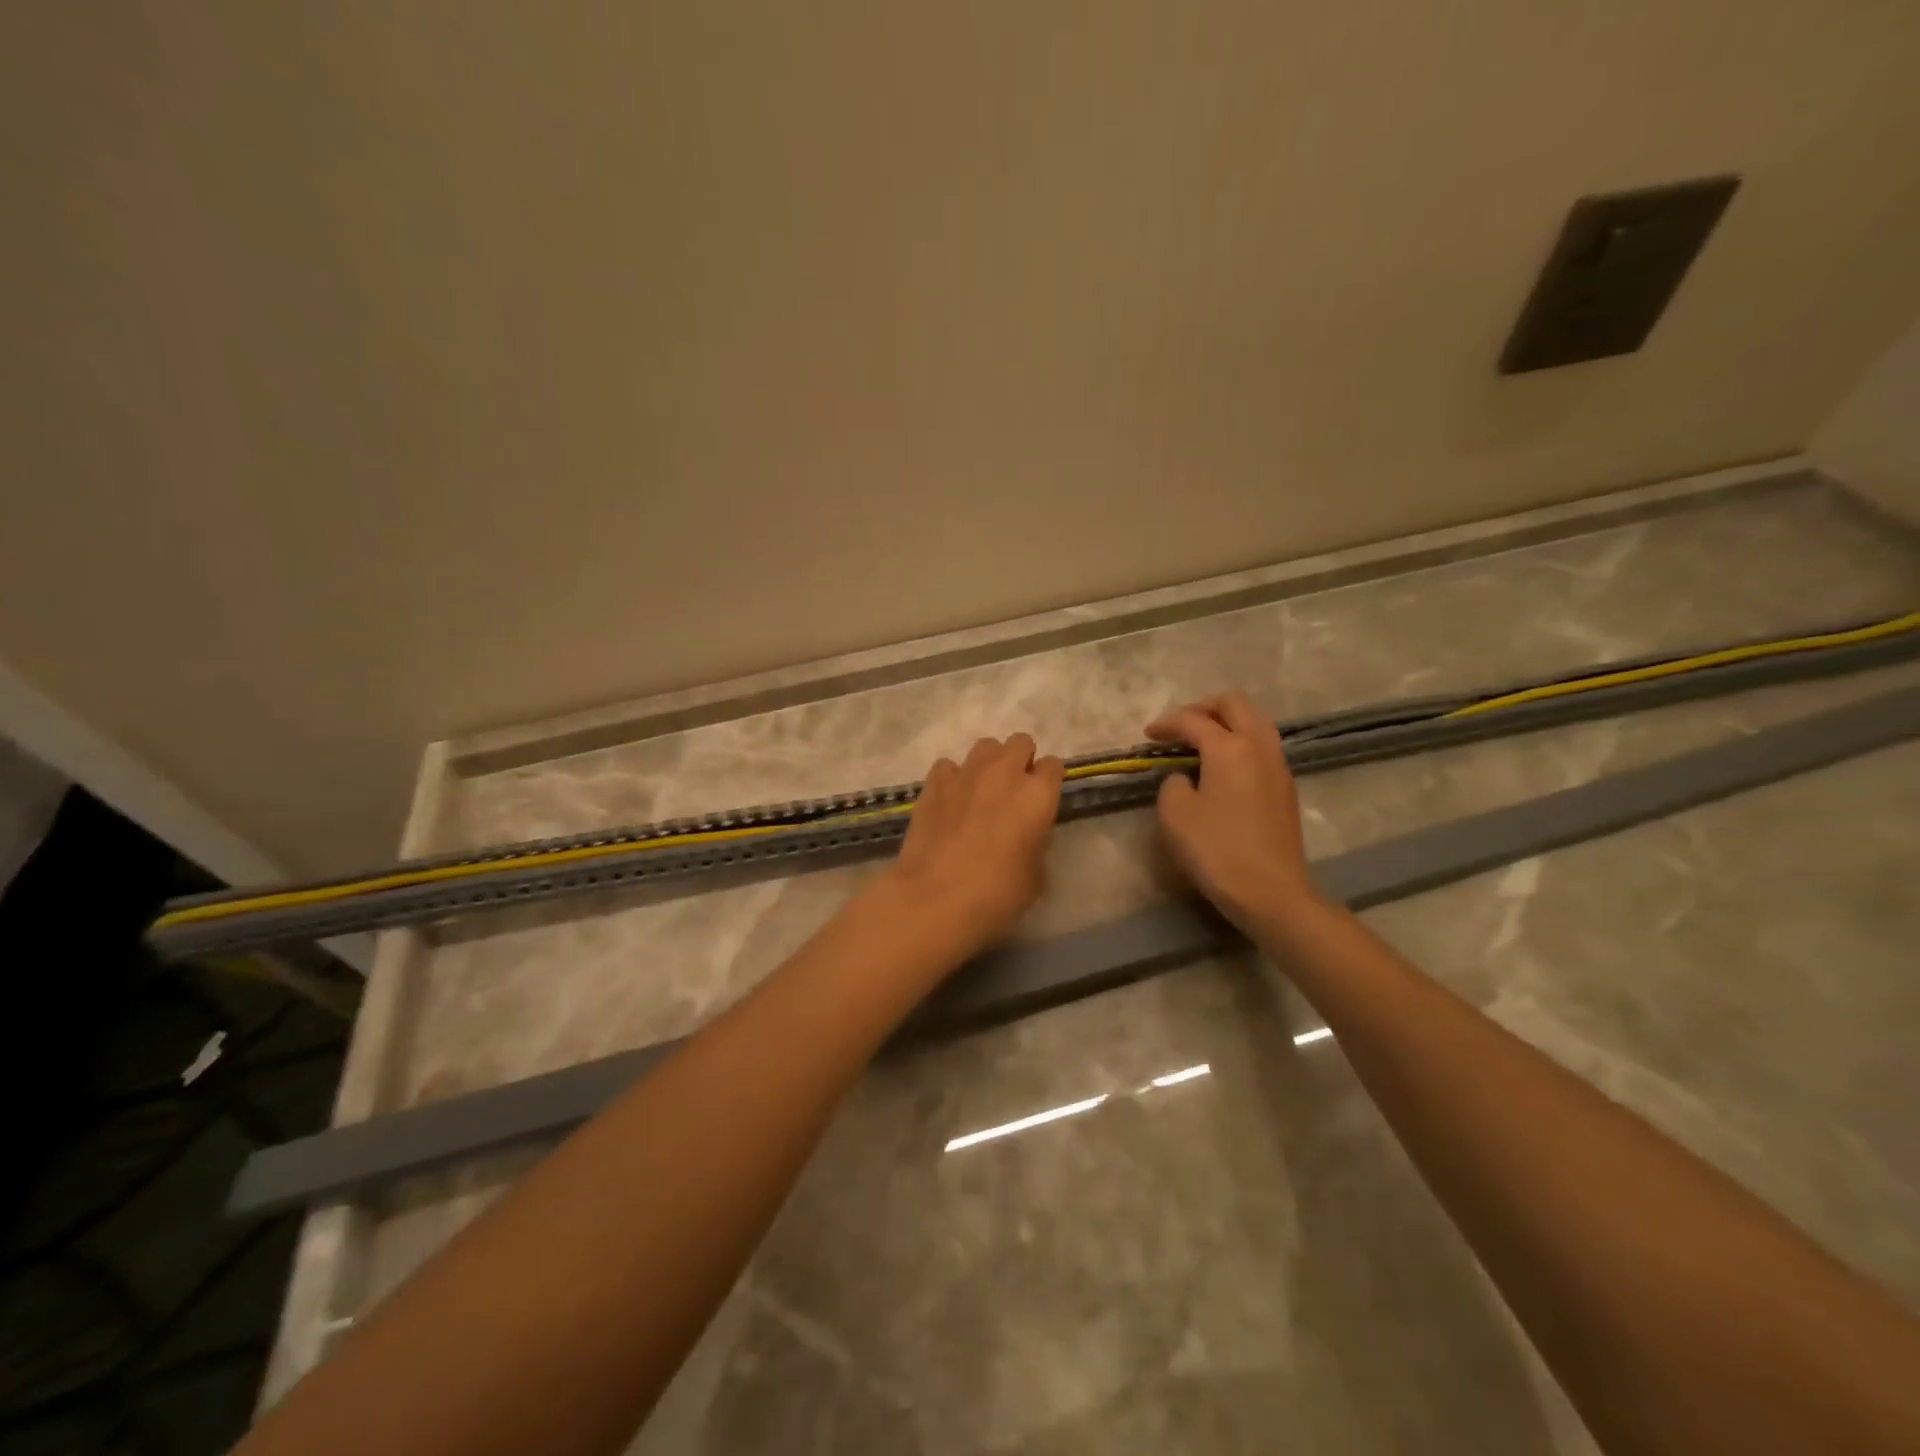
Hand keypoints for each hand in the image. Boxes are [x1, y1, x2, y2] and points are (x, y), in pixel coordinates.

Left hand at [873, 733, 1063, 959]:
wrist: (935, 898)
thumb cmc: (996, 894)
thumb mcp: (1035, 876)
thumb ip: (1036, 843)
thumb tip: (1026, 834)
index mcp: (1038, 795)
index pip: (1053, 765)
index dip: (1048, 781)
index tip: (1042, 801)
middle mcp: (1004, 773)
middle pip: (1020, 742)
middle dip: (1021, 760)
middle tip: (1013, 791)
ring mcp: (966, 773)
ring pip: (985, 746)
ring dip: (989, 763)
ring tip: (982, 791)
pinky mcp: (934, 783)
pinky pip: (949, 766)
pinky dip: (953, 778)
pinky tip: (950, 800)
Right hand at [1146, 692, 1319, 930]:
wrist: (1271, 892)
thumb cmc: (1216, 850)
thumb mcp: (1175, 814)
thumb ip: (1173, 783)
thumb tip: (1186, 777)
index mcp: (1229, 747)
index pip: (1193, 720)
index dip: (1166, 724)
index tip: (1148, 735)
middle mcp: (1259, 746)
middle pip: (1234, 704)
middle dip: (1203, 708)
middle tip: (1180, 727)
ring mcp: (1278, 766)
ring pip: (1254, 722)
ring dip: (1226, 723)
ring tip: (1201, 743)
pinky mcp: (1285, 788)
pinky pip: (1262, 747)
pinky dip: (1240, 743)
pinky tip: (1222, 767)